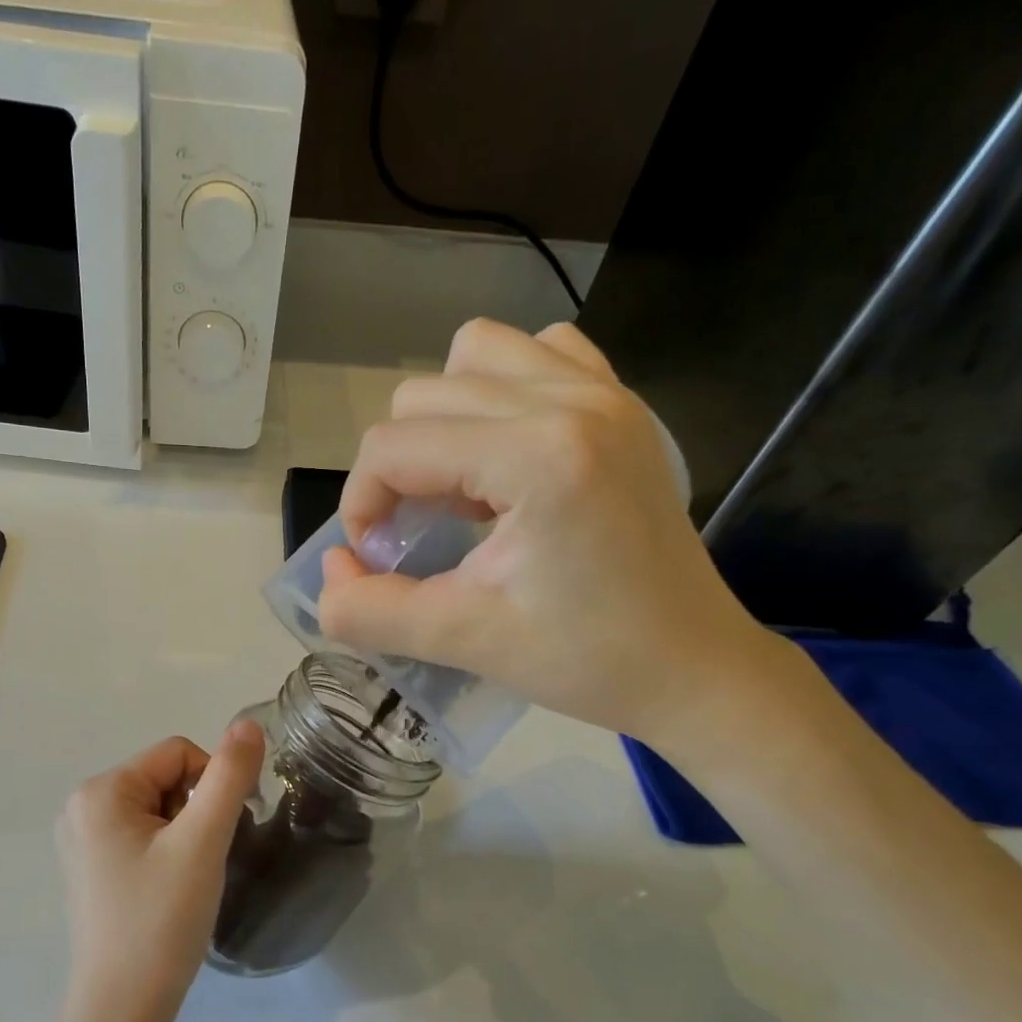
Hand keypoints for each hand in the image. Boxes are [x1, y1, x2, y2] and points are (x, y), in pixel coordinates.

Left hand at [54, 722, 264, 1021]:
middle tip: (201, 863)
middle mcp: (82, 806)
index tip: (216, 836)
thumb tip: (248, 724)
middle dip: (196, 812)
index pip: (178, 753)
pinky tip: (168, 892)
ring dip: (185, 834)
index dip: (211, 785)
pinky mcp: (90, 870)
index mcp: (101, 791)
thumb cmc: (161, 921)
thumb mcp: (202, 842)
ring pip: (158, 809)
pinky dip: (167, 853)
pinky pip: (141, 836)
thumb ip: (228, 776)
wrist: (121, 1013)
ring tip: (186, 881)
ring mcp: (82, 841)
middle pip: (165, 779)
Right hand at [319, 317, 784, 747]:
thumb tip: (328, 574)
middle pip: (421, 396)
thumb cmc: (586, 659)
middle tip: (421, 534)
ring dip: (443, 419)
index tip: (378, 559)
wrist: (694, 667)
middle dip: (397, 468)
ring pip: (472, 355)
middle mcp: (569, 400)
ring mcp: (602, 391)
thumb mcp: (463, 641)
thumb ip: (370, 612)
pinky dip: (500, 391)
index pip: (393, 446)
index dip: (361, 504)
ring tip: (464, 486)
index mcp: (536, 456)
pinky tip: (508, 453)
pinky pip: (535, 353)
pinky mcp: (620, 402)